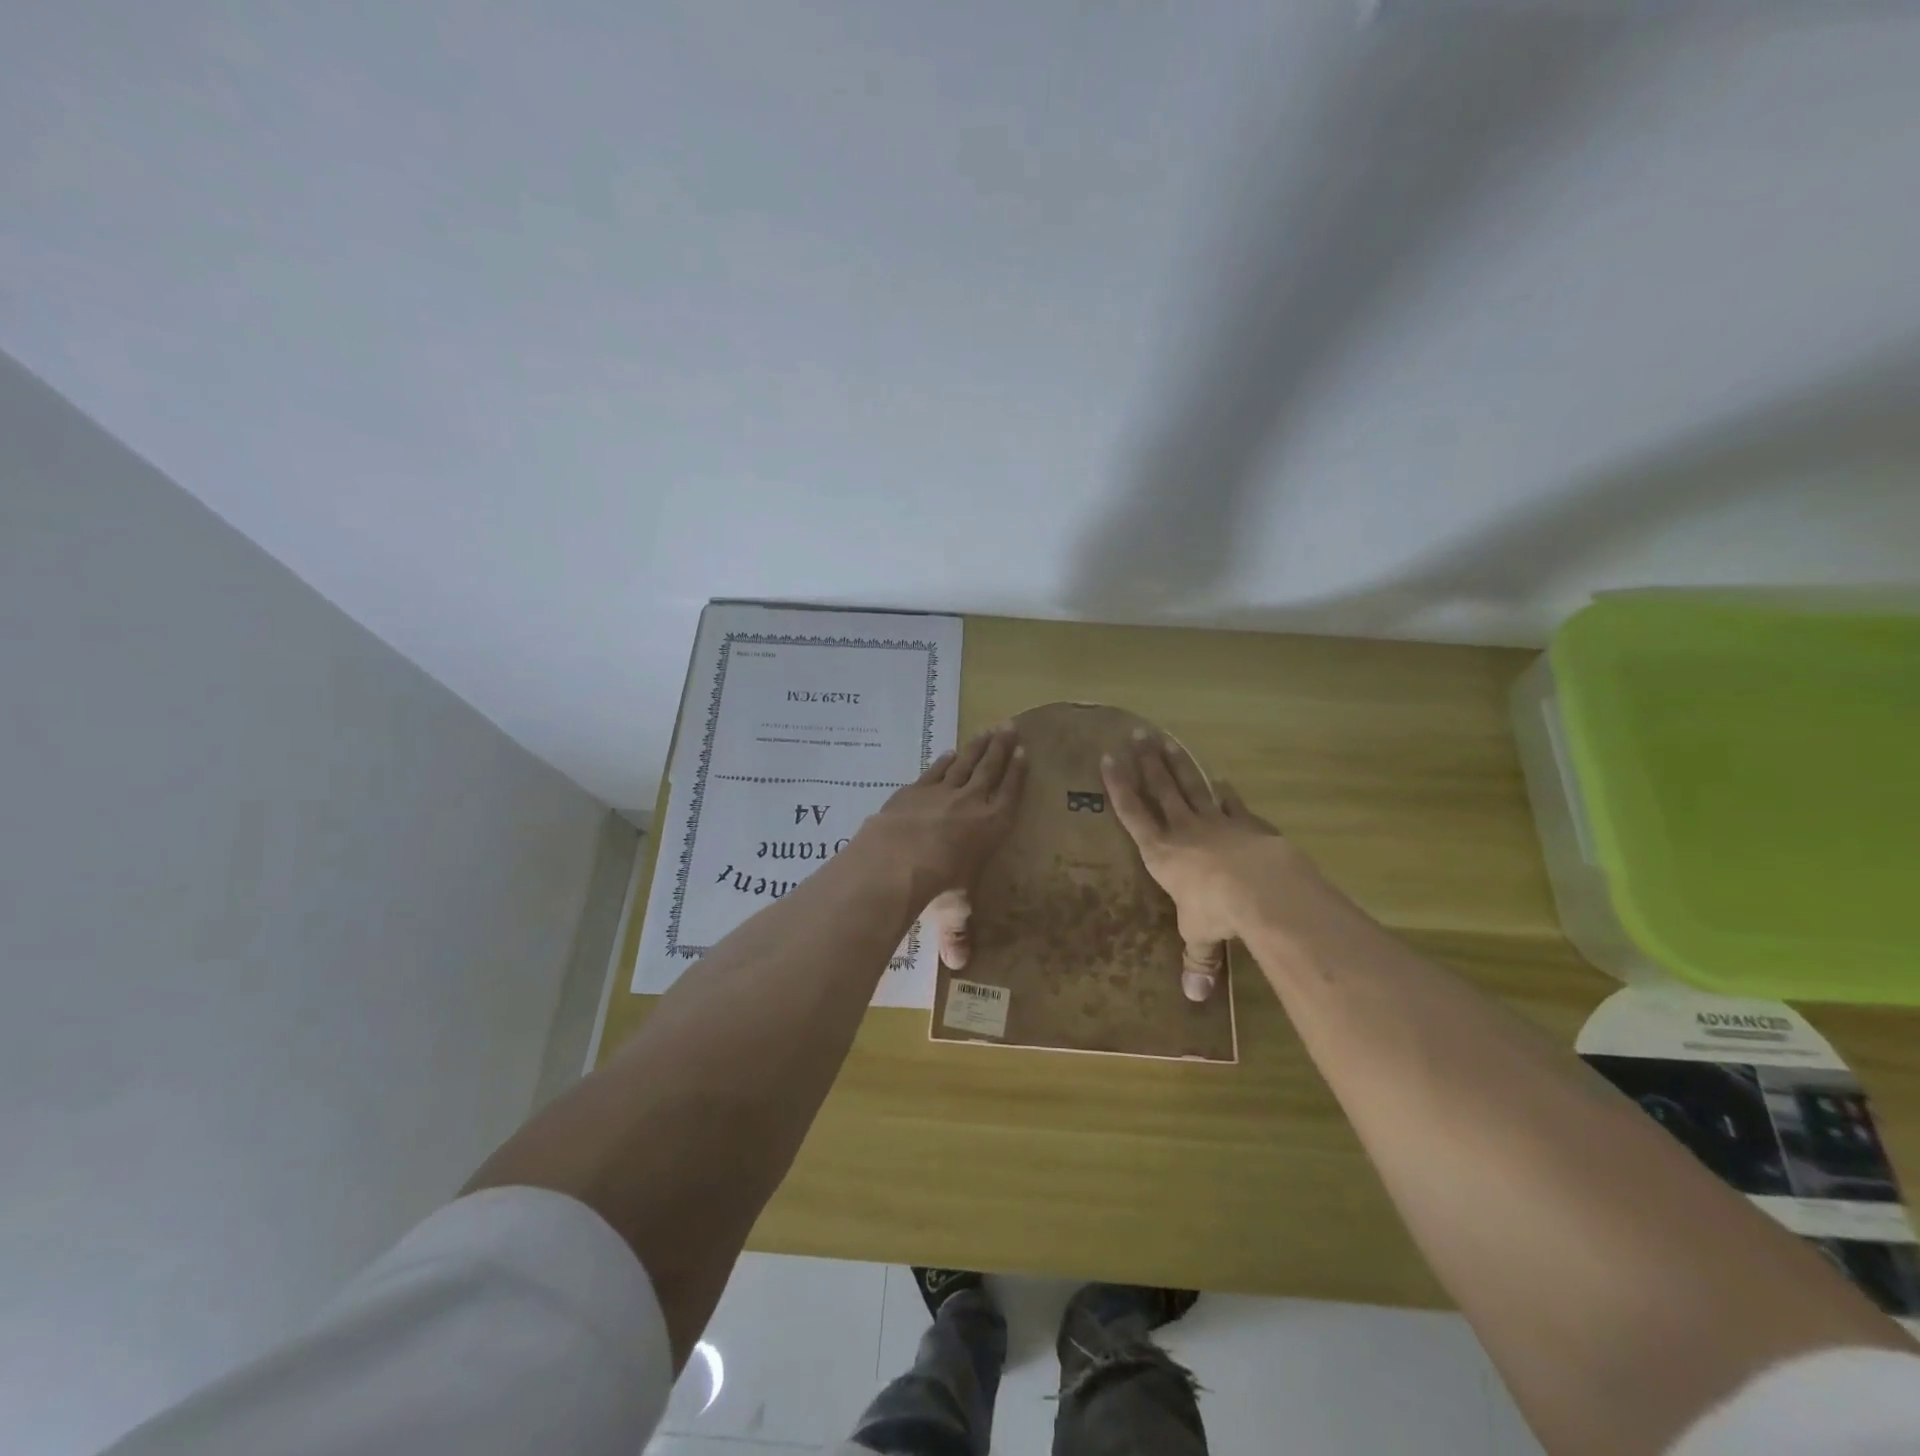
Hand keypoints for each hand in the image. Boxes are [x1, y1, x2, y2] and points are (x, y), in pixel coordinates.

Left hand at [855, 725, 1025, 968]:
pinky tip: (950, 752)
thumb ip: (957, 934)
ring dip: (978, 746)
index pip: (1010, 794)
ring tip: (988, 730)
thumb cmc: (937, 886)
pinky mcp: (915, 790)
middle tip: (1011, 726)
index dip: (1018, 774)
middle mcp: (972, 803)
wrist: (896, 859)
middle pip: (991, 769)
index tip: (1025, 753)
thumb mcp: (952, 912)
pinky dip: (945, 760)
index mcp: (992, 827)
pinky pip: (936, 770)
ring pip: (965, 763)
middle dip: (1002, 748)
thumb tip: (958, 967)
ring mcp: (941, 792)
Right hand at [1100, 731, 1286, 1001]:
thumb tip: (1194, 996)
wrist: (1260, 887)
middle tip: (1137, 735)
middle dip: (1147, 763)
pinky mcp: (1246, 823)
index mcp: (1160, 853)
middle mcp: (1182, 830)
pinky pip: (1231, 803)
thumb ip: (1197, 958)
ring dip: (1178, 764)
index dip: (1119, 787)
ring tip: (1166, 741)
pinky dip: (1225, 792)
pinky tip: (1221, 780)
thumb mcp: (1199, 935)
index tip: (1107, 759)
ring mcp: (1216, 822)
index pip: (1133, 814)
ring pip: (1191, 786)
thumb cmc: (1215, 910)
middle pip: (1161, 789)